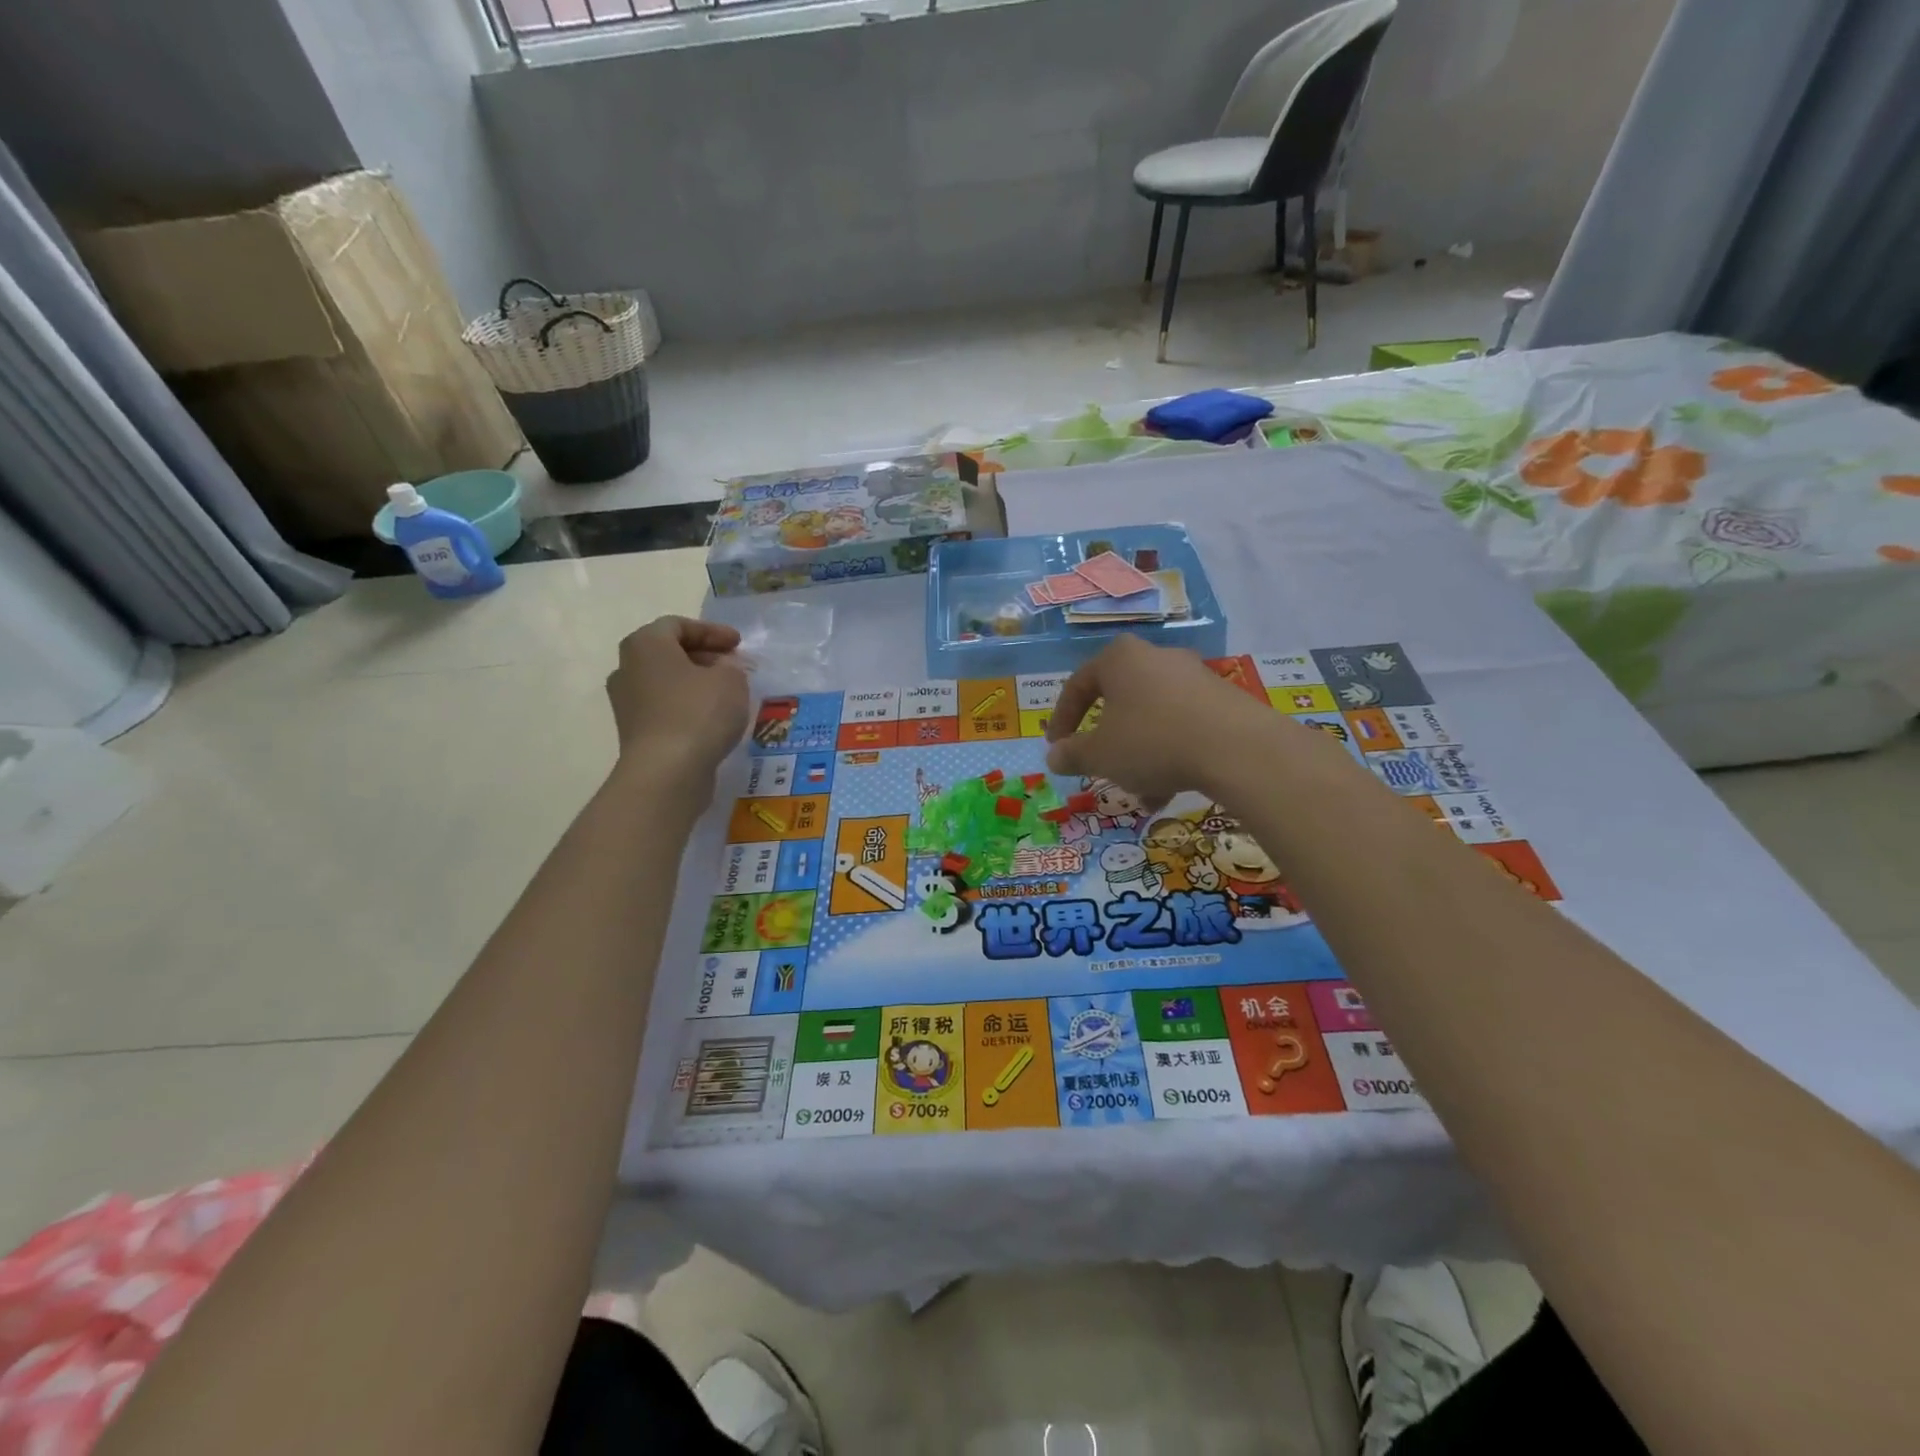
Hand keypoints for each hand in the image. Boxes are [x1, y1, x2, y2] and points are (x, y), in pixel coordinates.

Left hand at [605, 617, 749, 779]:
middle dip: (704, 657)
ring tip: (727, 694)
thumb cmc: (698, 712)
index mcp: (645, 644)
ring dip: (696, 684)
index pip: (678, 625)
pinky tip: (713, 720)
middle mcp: (627, 668)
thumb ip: (731, 667)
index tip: (738, 644)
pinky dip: (688, 708)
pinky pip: (665, 709)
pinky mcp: (635, 732)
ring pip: (666, 682)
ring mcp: (627, 703)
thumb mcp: (731, 680)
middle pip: (668, 653)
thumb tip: (724, 670)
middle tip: (733, 666)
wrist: (666, 771)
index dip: (712, 632)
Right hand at [1044, 636, 1274, 802]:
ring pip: (1152, 719)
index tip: (1057, 747)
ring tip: (1142, 795)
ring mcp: (1194, 676)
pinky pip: (1182, 726)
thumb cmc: (1152, 741)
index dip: (1062, 720)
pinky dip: (1170, 754)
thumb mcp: (1100, 755)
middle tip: (1100, 769)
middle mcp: (1156, 657)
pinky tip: (1171, 791)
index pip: (1078, 685)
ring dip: (1140, 756)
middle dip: (1108, 743)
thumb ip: (1072, 755)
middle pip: (1119, 702)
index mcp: (1119, 659)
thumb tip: (1053, 756)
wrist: (1237, 748)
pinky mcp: (1223, 699)